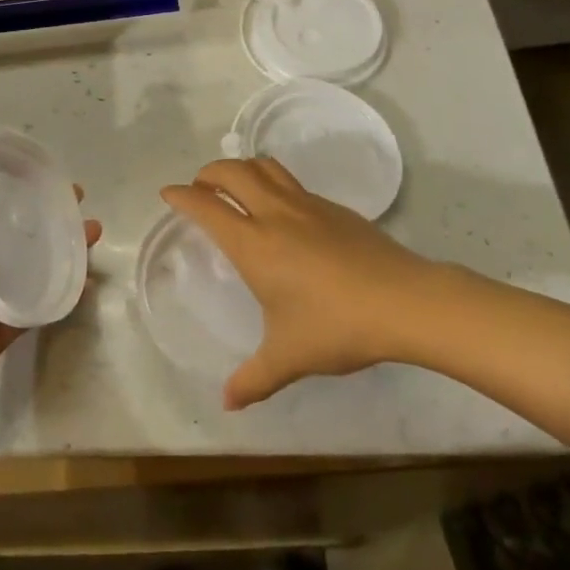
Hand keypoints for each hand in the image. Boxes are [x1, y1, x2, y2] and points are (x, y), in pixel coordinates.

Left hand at [0, 181, 101, 435]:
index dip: (13, 190)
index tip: (44, 175)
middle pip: (16, 233)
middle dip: (46, 215)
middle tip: (78, 200)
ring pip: (33, 264)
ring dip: (61, 248)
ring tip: (91, 231)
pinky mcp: (6, 327)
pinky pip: (39, 303)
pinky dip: (62, 291)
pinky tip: (86, 279)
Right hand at [162, 158, 434, 409]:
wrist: (402, 300)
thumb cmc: (335, 326)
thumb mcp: (289, 358)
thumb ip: (254, 378)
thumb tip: (227, 403)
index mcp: (253, 243)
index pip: (206, 206)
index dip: (182, 196)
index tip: (168, 193)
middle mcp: (274, 213)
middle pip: (232, 171)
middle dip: (208, 173)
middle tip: (200, 188)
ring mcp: (306, 204)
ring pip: (264, 166)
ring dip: (242, 168)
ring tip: (236, 186)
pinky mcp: (333, 206)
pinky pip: (291, 182)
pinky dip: (272, 182)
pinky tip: (282, 210)